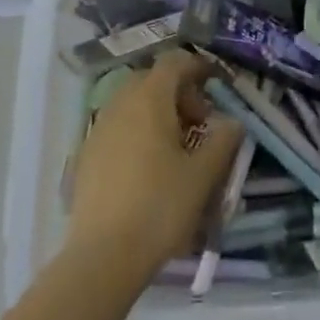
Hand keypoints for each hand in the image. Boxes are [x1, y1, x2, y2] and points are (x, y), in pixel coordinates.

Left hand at [67, 50, 243, 271]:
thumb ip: (223, 140)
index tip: (217, 86)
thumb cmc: (160, 206)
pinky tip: (150, 168)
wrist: (103, 256)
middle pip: (152, 80)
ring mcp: (98, 129)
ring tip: (177, 147)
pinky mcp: (86, 156)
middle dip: (179, 93)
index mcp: (149, 99)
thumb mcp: (203, 174)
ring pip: (132, 104)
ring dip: (158, 113)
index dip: (198, 67)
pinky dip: (138, 132)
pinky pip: (118, 127)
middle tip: (200, 123)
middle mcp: (120, 104)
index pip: (174, 63)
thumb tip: (233, 122)